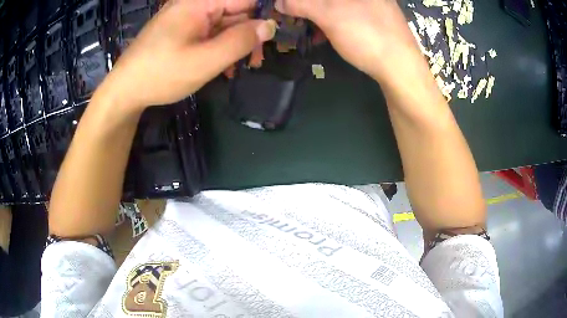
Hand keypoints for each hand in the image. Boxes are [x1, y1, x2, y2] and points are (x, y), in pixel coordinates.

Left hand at [100, 0, 276, 109]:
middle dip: (250, 33)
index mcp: (200, 3)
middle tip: (257, 60)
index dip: (263, 14)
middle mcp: (195, 5)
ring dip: (235, 44)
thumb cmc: (161, 74)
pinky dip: (220, 47)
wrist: (125, 91)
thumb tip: (270, 25)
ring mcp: (187, 18)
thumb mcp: (205, 60)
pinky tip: (223, 66)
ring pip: (224, 24)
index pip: (245, 0)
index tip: (272, 37)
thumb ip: (240, 41)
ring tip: (241, 67)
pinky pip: (210, 33)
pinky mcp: (182, 30)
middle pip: (235, 11)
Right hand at [275, 0, 421, 79]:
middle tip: (297, 16)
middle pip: (331, 0)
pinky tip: (326, 34)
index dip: (304, 2)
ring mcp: (375, 6)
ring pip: (340, 6)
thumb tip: (279, 2)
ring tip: (308, 28)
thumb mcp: (329, 16)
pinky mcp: (378, 21)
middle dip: (310, 7)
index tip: (291, 8)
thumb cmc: (366, 35)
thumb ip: (301, 3)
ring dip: (320, 14)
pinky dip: (334, 21)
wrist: (402, 69)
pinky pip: (349, 15)